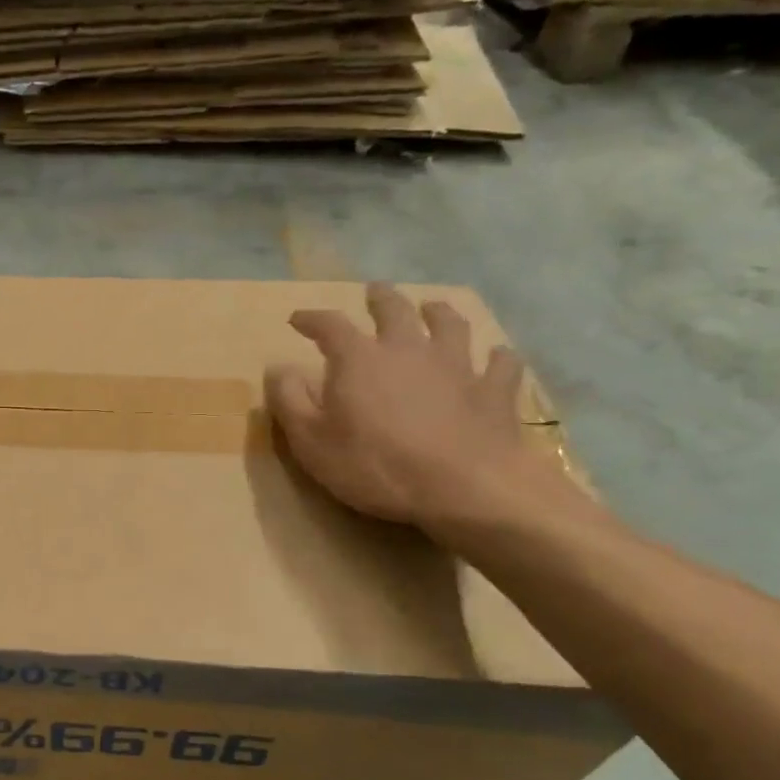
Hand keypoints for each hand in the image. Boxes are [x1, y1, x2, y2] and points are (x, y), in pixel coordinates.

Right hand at [264, 284, 558, 533]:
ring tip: (433, 308)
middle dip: (380, 299)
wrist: (462, 487)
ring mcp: (457, 366)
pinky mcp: (494, 391)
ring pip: (450, 325)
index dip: (312, 319)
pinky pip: (501, 364)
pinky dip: (497, 358)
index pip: (330, 326)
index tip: (297, 319)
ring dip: (439, 313)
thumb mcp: (311, 441)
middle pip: (395, 311)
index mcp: (359, 359)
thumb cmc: (374, 466)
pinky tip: (497, 357)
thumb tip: (278, 369)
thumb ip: (290, 401)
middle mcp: (408, 349)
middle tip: (374, 292)